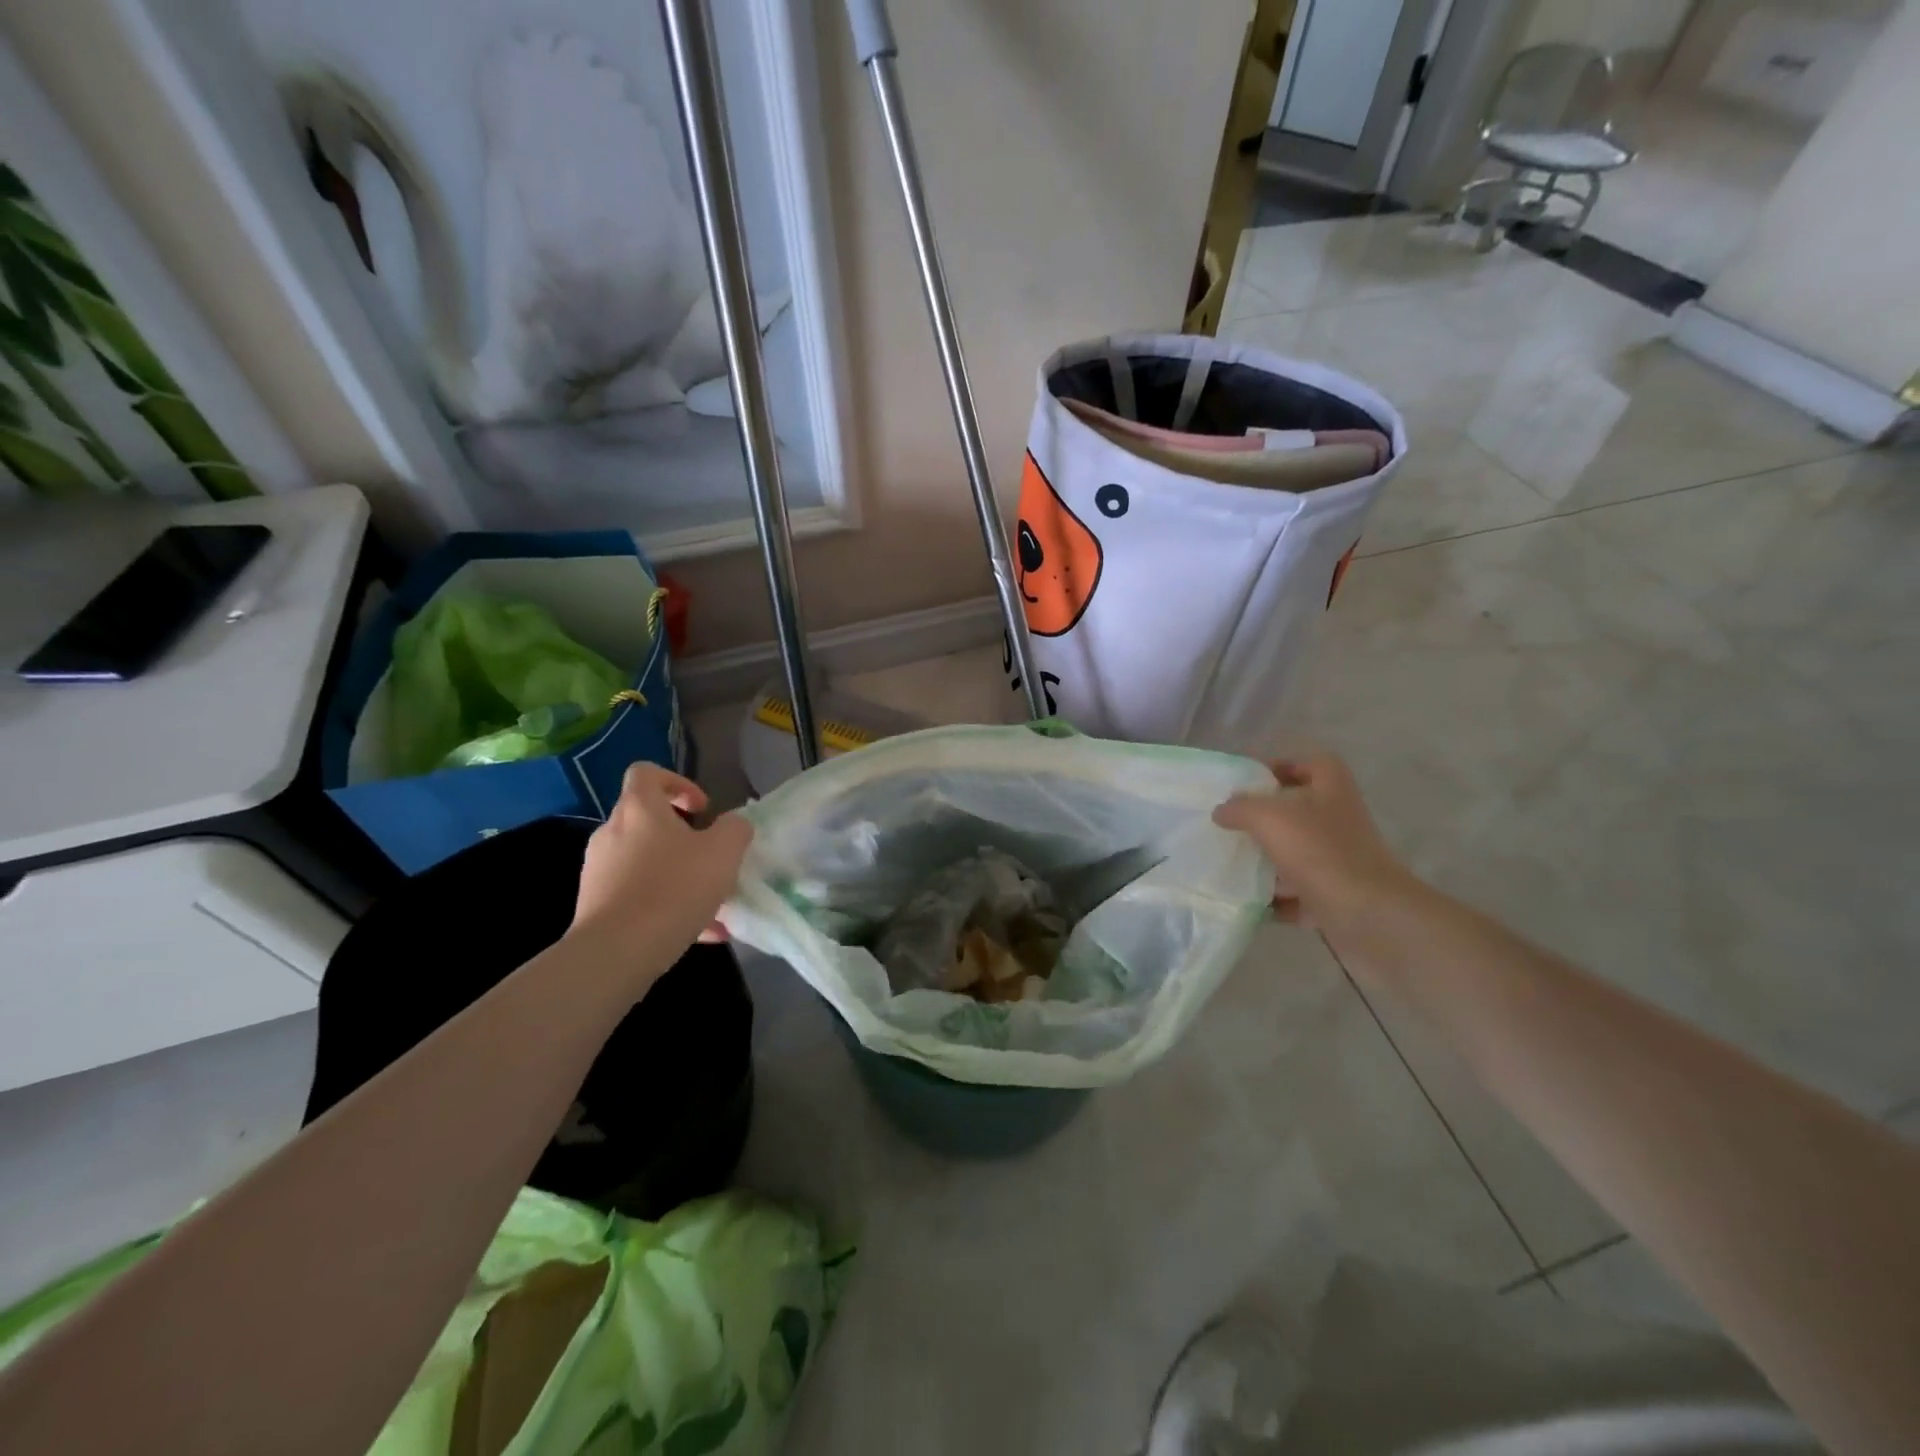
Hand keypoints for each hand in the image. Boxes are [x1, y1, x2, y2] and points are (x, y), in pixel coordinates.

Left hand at [569, 763, 753, 981]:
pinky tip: (697, 933)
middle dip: (683, 837)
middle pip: (647, 820)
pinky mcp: (595, 905)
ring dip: (678, 875)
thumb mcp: (724, 852)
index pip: (647, 773)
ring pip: (646, 862)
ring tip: (711, 905)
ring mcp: (598, 870)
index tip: (702, 810)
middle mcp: (611, 832)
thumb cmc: (674, 889)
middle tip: (711, 858)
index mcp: (639, 809)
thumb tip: (732, 825)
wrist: (617, 952)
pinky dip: (665, 905)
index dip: (678, 783)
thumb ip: (735, 829)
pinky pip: (637, 895)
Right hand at [1212, 754, 1415, 934]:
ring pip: (1298, 853)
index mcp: (1332, 791)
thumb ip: (1240, 808)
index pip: (1313, 763)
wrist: (1369, 916)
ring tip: (1232, 861)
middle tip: (1232, 823)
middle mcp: (1339, 822)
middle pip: (1301, 810)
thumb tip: (1221, 810)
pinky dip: (1276, 899)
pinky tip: (1248, 901)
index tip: (1251, 781)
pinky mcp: (1335, 897)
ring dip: (1268, 859)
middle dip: (1266, 818)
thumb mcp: (1269, 818)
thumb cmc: (1320, 852)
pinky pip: (1299, 893)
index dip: (1284, 765)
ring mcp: (1340, 862)